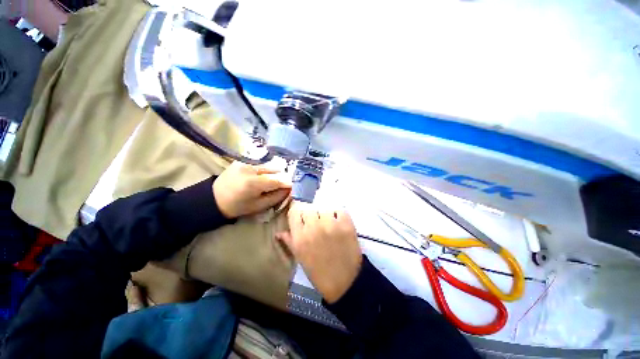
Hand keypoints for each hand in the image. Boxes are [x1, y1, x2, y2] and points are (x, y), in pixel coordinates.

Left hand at [213, 162, 290, 217]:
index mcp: (254, 183)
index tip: (292, 187)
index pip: (278, 179)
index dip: (287, 183)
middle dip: (281, 177)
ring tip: (270, 182)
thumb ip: (276, 196)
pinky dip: (265, 170)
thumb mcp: (259, 206)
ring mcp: (246, 162)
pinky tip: (261, 177)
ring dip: (273, 173)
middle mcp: (251, 169)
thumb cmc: (237, 207)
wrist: (213, 199)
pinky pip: (260, 164)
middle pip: (275, 169)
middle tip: (281, 186)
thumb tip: (289, 189)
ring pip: (269, 165)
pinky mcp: (242, 161)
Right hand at [278, 202, 361, 302]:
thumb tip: (279, 232)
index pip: (294, 211)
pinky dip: (338, 214)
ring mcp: (331, 225)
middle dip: (310, 213)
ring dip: (324, 213)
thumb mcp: (300, 258)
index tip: (301, 215)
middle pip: (308, 207)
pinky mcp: (346, 224)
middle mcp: (314, 228)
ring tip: (327, 221)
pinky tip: (338, 221)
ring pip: (323, 207)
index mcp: (300, 238)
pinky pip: (339, 210)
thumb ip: (289, 242)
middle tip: (315, 220)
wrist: (345, 282)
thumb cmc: (320, 272)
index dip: (297, 211)